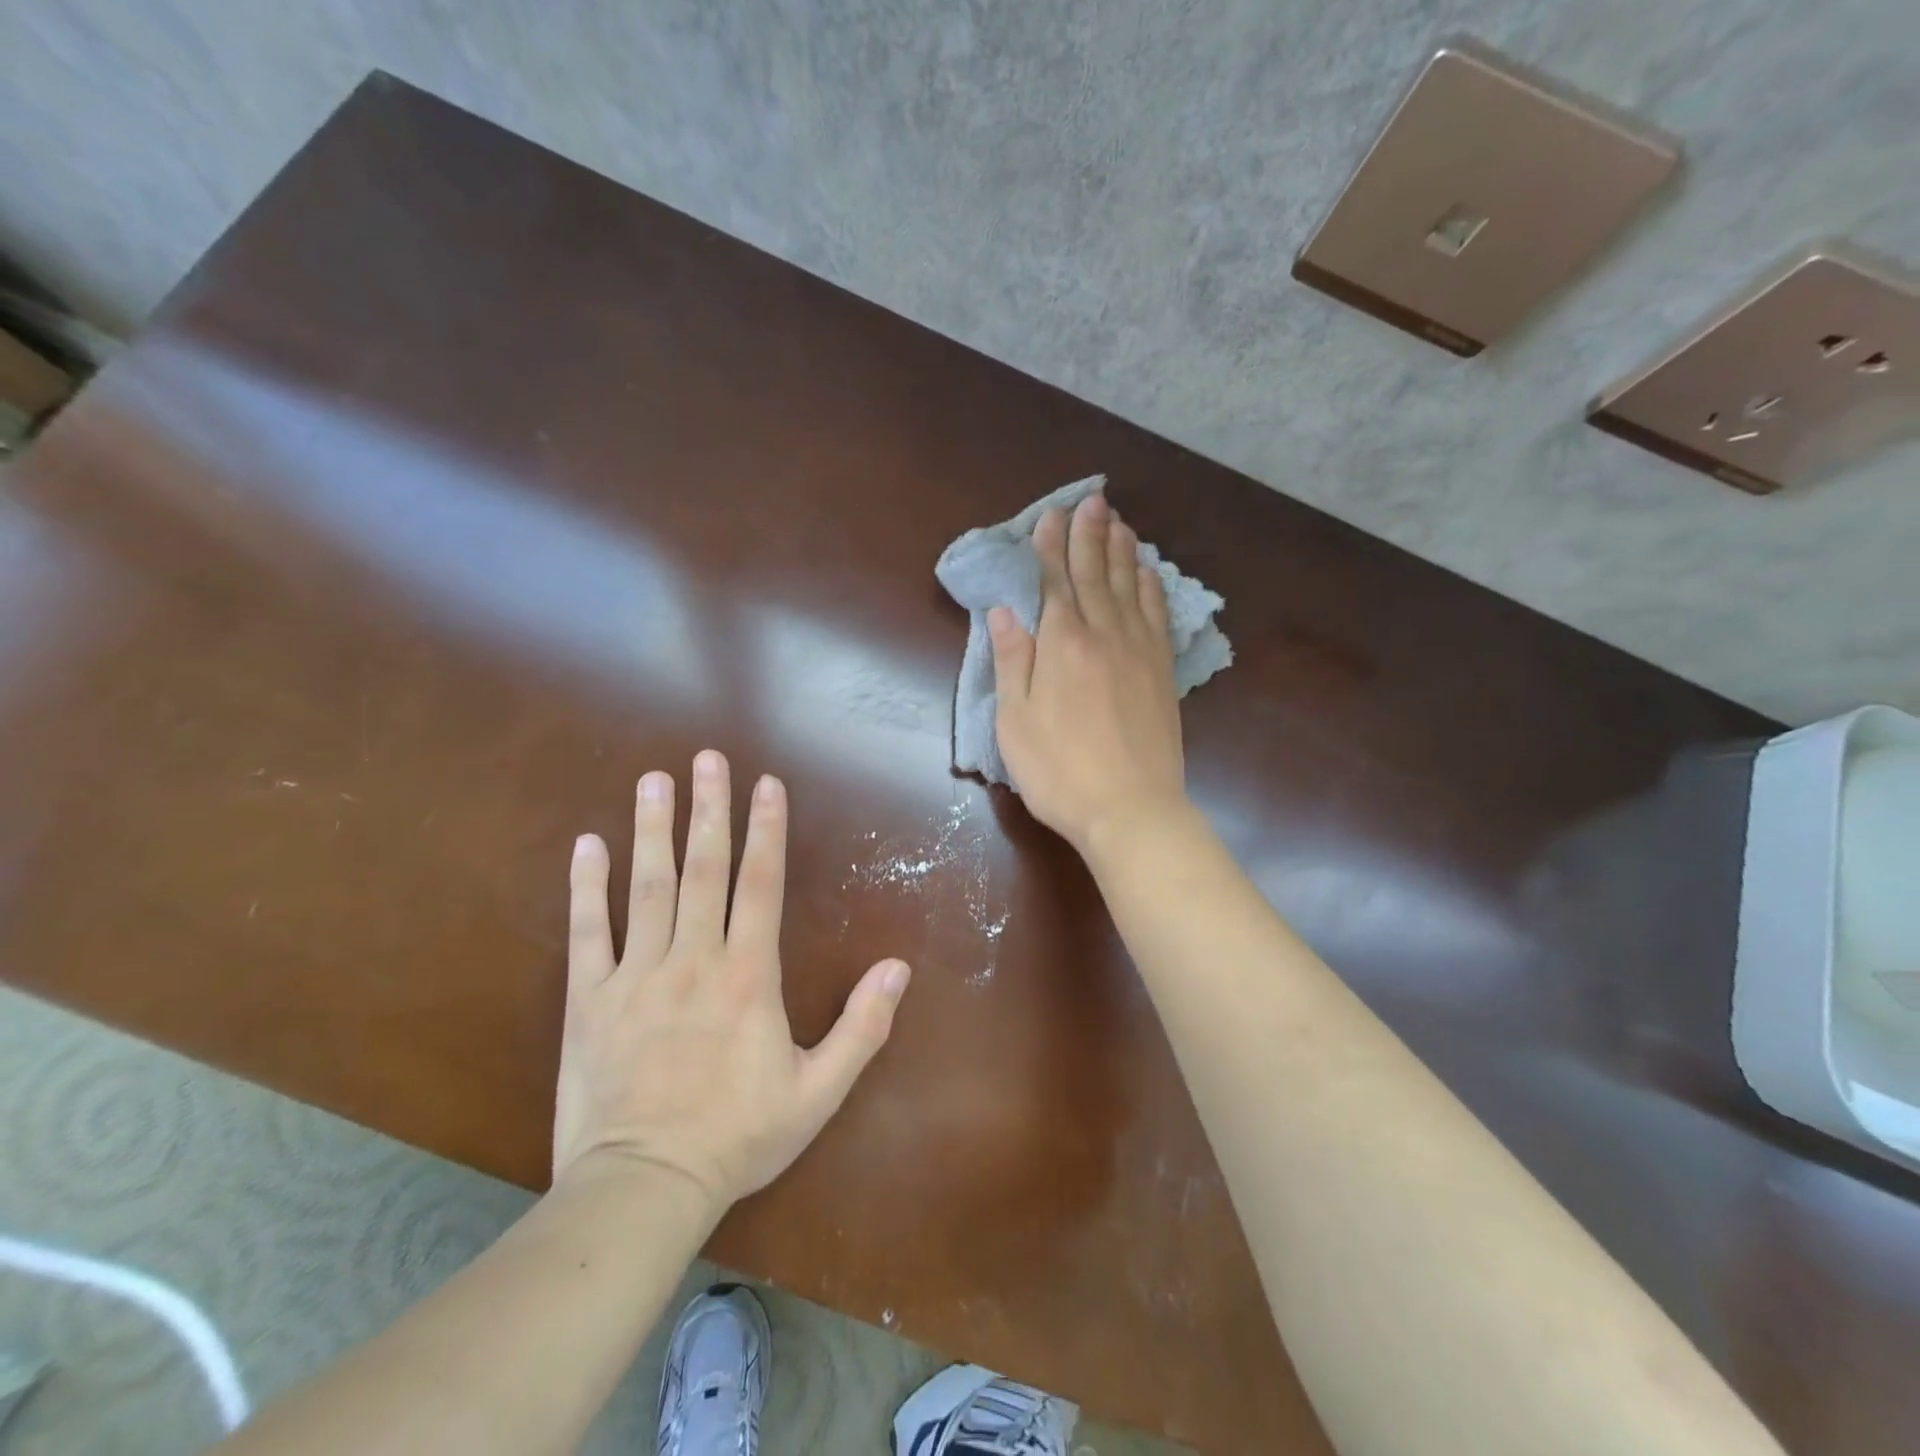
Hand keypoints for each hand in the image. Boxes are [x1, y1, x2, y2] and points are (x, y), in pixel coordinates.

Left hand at [552, 750, 911, 1209]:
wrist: (643, 1189)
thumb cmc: (737, 1138)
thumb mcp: (818, 1093)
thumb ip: (862, 1027)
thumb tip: (897, 968)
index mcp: (747, 976)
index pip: (760, 885)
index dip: (766, 830)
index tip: (766, 785)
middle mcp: (692, 960)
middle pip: (703, 870)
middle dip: (708, 810)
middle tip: (706, 759)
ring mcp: (636, 976)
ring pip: (647, 888)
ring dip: (652, 830)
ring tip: (653, 781)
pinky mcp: (589, 1001)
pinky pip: (587, 933)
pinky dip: (587, 887)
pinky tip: (588, 845)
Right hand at [989, 491, 1188, 854]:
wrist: (1131, 809)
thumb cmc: (1060, 770)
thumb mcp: (1016, 721)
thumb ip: (1012, 661)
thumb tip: (1004, 611)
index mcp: (1062, 644)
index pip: (1054, 582)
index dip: (1050, 547)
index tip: (1050, 515)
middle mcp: (1104, 635)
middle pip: (1096, 574)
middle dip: (1089, 534)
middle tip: (1092, 499)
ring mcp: (1139, 652)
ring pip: (1130, 587)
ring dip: (1122, 551)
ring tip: (1118, 521)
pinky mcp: (1161, 672)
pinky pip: (1157, 616)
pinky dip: (1151, 588)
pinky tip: (1149, 573)